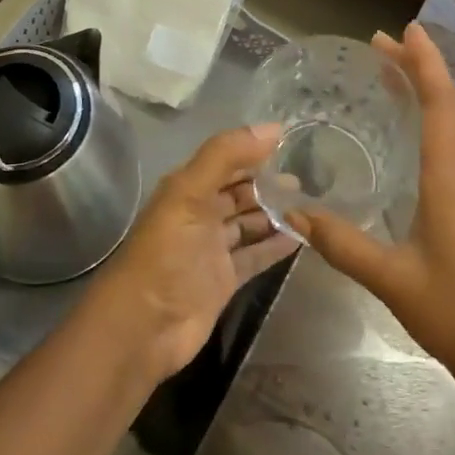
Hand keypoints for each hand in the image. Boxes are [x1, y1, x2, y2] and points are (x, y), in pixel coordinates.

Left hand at [80, 124, 299, 383]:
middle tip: (309, 178)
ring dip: (275, 213)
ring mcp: (212, 250)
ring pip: (249, 223)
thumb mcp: (190, 193)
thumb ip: (226, 156)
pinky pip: (255, 255)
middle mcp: (200, 215)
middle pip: (239, 192)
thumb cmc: (166, 252)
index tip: (293, 143)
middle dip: (268, 183)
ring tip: (311, 203)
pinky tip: (301, 236)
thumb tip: (274, 128)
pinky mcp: (225, 280)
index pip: (225, 161)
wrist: (144, 326)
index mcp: (186, 189)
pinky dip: (275, 246)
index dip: (254, 151)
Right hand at [290, 23, 454, 388]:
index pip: (442, 106)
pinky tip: (412, 129)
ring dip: (428, 91)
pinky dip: (434, 119)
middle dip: (420, 69)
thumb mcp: (391, 279)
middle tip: (382, 44)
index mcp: (452, 180)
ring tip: (393, 73)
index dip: (426, 64)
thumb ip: (342, 244)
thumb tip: (294, 212)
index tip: (405, 30)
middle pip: (450, 106)